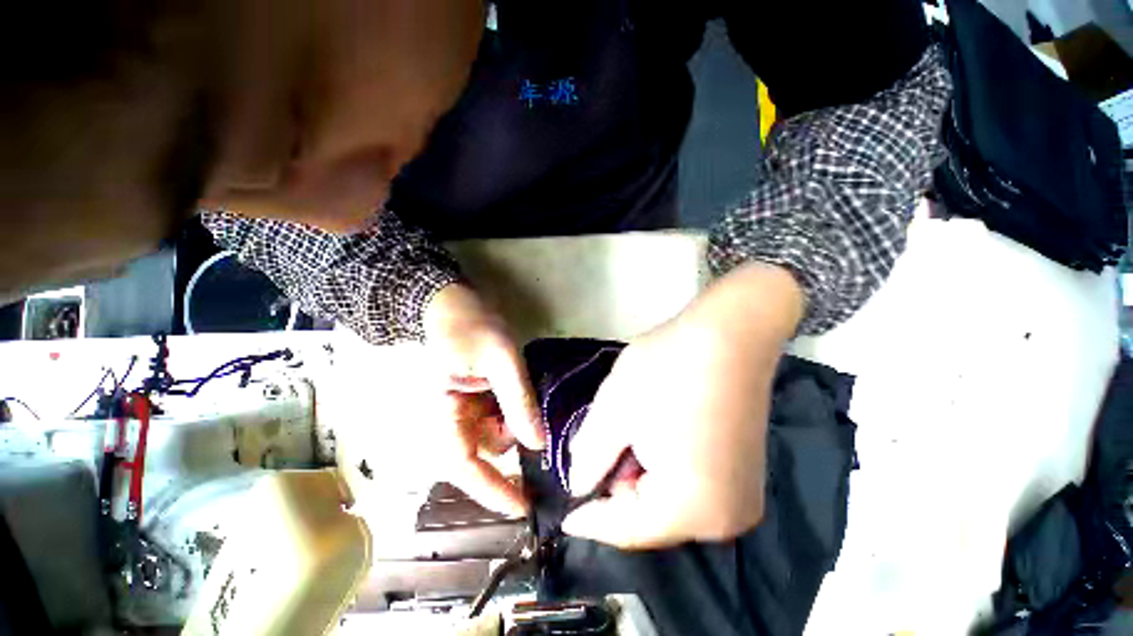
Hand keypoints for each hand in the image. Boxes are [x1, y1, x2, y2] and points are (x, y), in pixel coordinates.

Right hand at [422, 283, 545, 515]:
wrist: (454, 304)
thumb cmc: (472, 326)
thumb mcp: (501, 359)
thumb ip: (518, 400)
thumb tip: (538, 444)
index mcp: (442, 413)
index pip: (462, 465)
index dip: (491, 490)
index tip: (523, 508)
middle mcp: (449, 419)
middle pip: (483, 451)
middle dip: (514, 441)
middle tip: (541, 423)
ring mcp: (462, 410)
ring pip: (494, 435)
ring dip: (517, 425)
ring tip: (530, 395)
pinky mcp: (474, 399)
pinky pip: (497, 418)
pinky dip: (515, 414)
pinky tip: (525, 396)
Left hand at [562, 263, 803, 548]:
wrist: (729, 334)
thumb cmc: (667, 371)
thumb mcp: (616, 409)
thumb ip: (590, 454)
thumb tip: (579, 485)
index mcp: (694, 508)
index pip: (629, 530)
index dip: (592, 522)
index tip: (564, 518)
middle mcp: (727, 518)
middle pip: (652, 518)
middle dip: (617, 491)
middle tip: (599, 455)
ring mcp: (742, 495)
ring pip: (670, 502)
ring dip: (639, 477)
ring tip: (627, 438)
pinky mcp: (745, 473)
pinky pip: (691, 488)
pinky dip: (663, 470)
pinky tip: (654, 436)